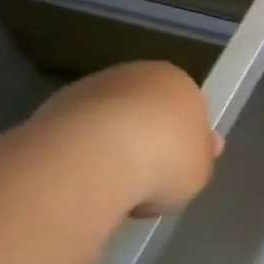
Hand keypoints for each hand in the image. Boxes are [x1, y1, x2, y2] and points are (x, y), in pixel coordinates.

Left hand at [28, 62, 221, 216]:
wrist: (93, 157)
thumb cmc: (164, 160)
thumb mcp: (199, 169)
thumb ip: (202, 156)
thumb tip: (209, 144)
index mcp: (178, 81)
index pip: (187, 105)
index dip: (183, 139)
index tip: (177, 169)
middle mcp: (136, 74)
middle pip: (146, 108)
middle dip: (145, 138)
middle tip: (145, 180)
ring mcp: (92, 87)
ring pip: (108, 119)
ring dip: (110, 145)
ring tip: (110, 188)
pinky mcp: (54, 107)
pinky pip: (77, 134)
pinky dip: (80, 154)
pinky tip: (81, 182)